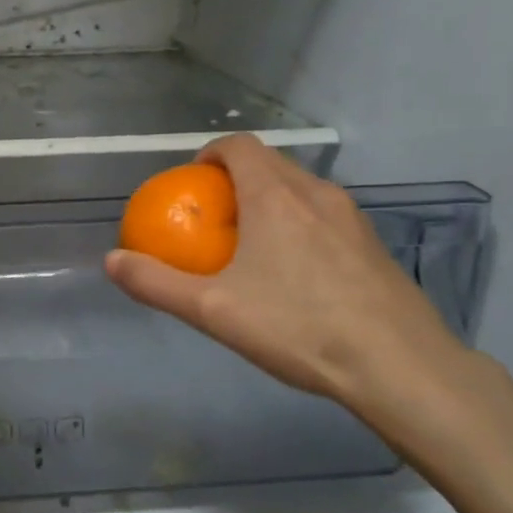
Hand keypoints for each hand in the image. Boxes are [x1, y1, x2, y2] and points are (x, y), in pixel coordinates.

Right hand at [105, 134, 499, 447]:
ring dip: (268, 201)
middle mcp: (316, 193)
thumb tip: (111, 261)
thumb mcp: (213, 311)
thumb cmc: (299, 328)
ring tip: (251, 246)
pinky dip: (298, 224)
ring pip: (299, 189)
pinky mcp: (373, 245)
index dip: (210, 154)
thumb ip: (156, 283)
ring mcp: (351, 218)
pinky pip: (324, 216)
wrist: (400, 366)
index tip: (192, 185)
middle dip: (235, 179)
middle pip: (269, 164)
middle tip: (213, 220)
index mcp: (275, 196)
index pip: (239, 146)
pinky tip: (296, 276)